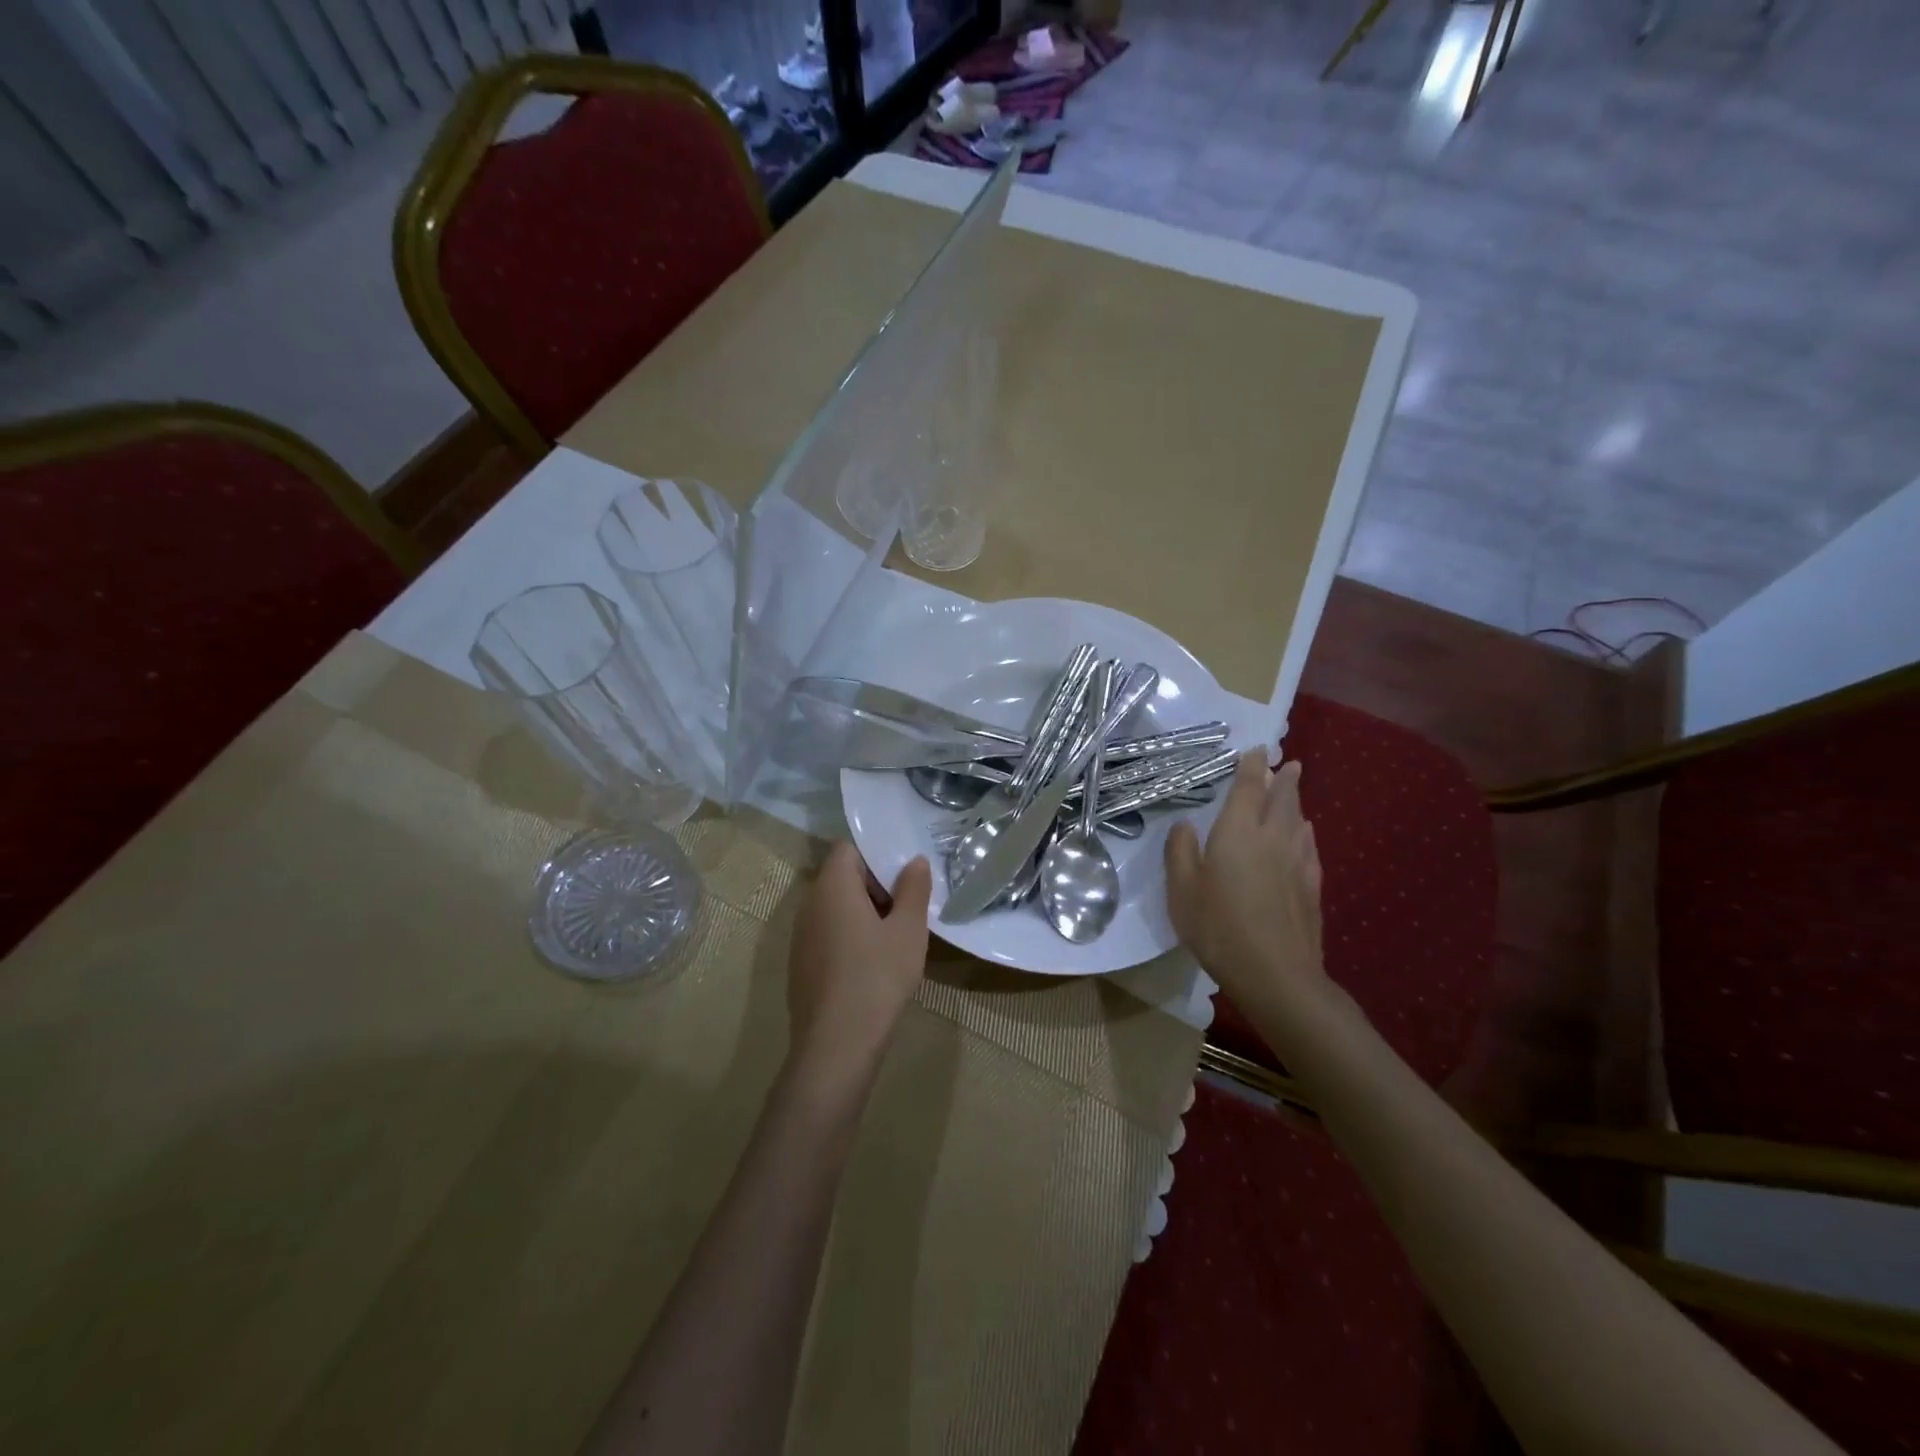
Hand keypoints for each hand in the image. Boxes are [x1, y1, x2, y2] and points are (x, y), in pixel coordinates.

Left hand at [785, 843, 931, 1103]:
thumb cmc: (877, 977)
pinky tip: (873, 965)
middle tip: (908, 907)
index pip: (848, 849)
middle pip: (841, 877)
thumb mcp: (908, 931)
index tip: (903, 876)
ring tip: (895, 936)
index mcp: (832, 887)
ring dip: (864, 913)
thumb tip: (915, 861)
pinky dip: (850, 936)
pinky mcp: (800, 963)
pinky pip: (828, 933)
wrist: (836, 1045)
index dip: (876, 855)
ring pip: (835, 907)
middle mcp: (809, 904)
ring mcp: (801, 936)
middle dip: (875, 886)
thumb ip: (913, 889)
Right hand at [1165, 749, 1324, 1008]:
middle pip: (1283, 799)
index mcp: (1237, 832)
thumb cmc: (1219, 927)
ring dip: (1296, 803)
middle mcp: (1272, 838)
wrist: (1276, 973)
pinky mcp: (1312, 887)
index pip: (1248, 787)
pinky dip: (1306, 834)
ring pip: (1300, 821)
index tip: (1256, 750)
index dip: (1251, 766)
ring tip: (1294, 795)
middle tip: (1289, 764)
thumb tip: (1185, 825)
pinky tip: (1305, 838)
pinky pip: (1310, 847)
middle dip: (1284, 779)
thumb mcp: (1182, 890)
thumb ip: (1180, 851)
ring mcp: (1297, 862)